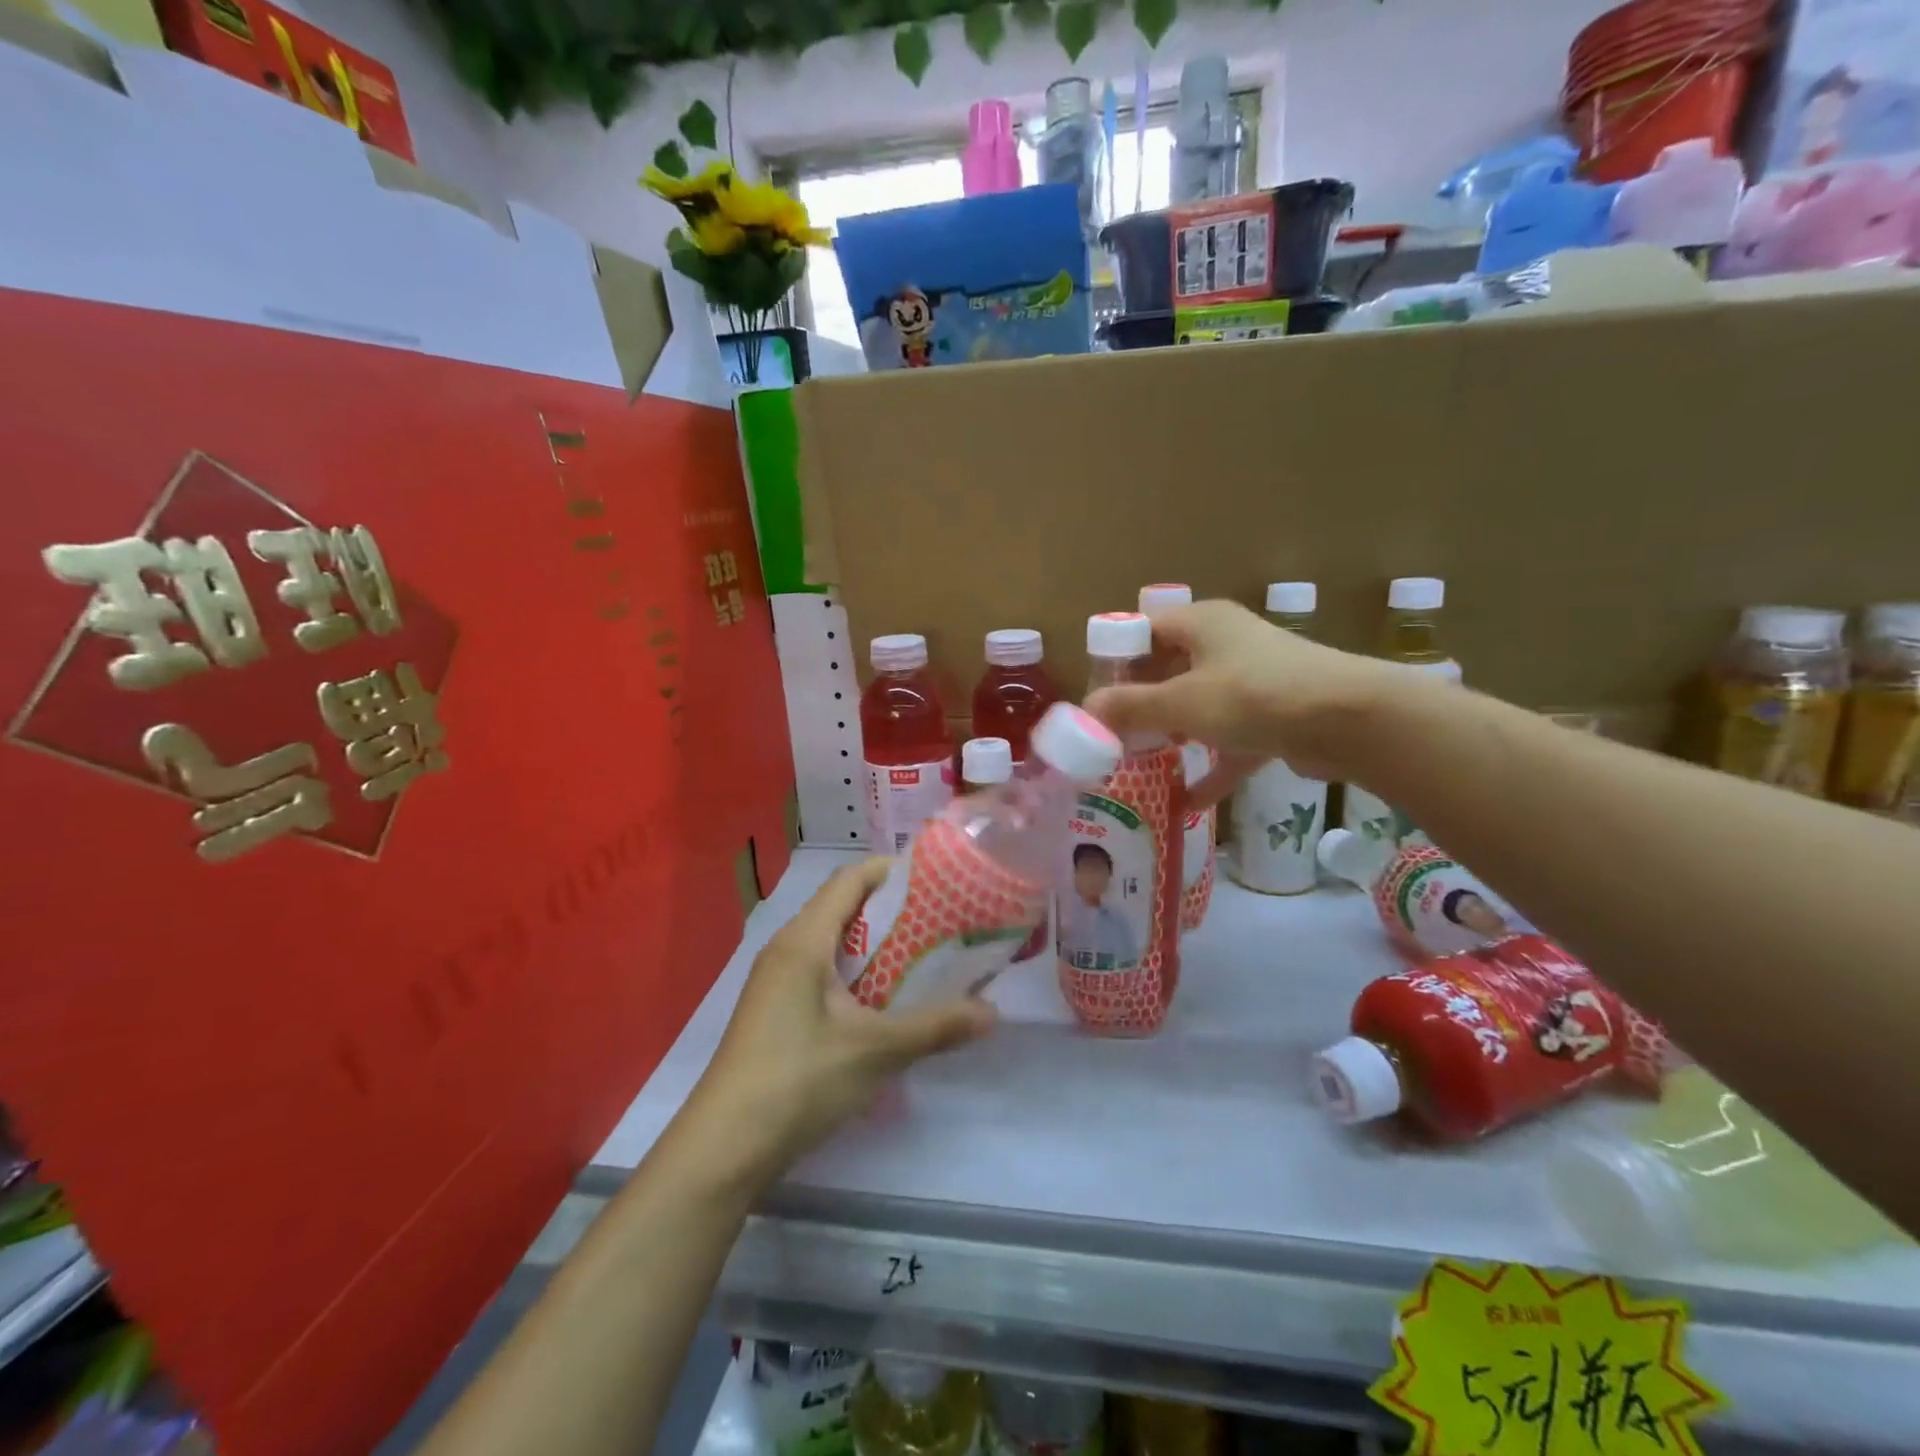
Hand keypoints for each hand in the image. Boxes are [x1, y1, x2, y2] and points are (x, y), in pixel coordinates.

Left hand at [690, 858, 996, 1182]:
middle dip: (891, 910)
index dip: (890, 871)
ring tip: (922, 957)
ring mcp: (776, 982)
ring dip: (875, 946)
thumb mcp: (875, 1051)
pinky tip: (884, 1002)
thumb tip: (993, 1013)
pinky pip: (821, 972)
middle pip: (842, 908)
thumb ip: (935, 1026)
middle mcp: (786, 949)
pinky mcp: (775, 1011)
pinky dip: (856, 974)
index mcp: (804, 940)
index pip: (849, 879)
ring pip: (832, 944)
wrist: (723, 1148)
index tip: (936, 878)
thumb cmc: (797, 1079)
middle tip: (941, 920)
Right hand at [1085, 600, 1401, 791]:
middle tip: (1111, 734)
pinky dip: (1211, 765)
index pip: (1143, 630)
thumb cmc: (1253, 696)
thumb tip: (1085, 711)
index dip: (1115, 660)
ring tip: (1139, 762)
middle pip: (1169, 669)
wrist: (1350, 721)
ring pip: (1199, 704)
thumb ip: (1130, 707)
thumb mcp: (1181, 702)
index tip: (1095, 696)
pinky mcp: (1275, 715)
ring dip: (1172, 733)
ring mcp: (1253, 680)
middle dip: (1139, 703)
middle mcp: (1226, 643)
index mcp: (1201, 624)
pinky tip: (1189, 801)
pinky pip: (1231, 739)